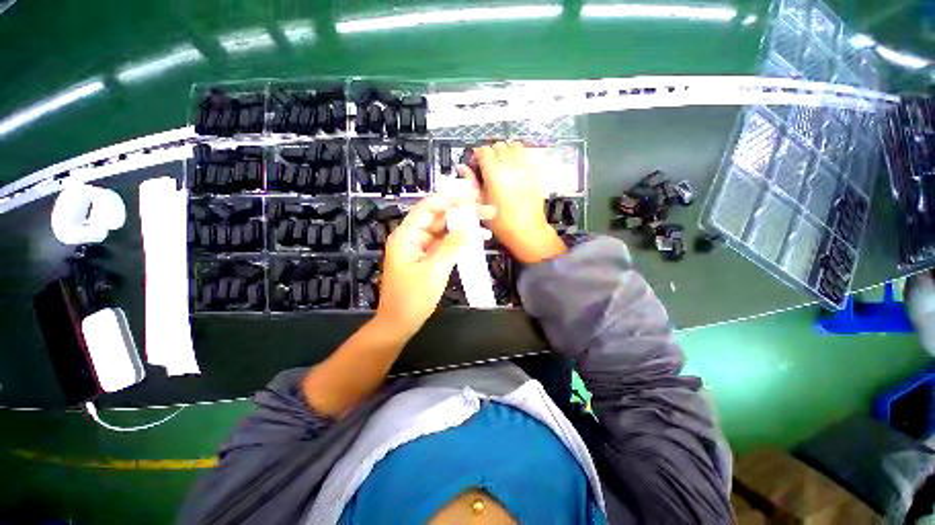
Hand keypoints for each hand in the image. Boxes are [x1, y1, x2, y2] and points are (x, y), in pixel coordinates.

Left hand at [376, 194, 495, 336]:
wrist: (399, 323)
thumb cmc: (412, 298)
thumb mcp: (434, 271)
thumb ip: (452, 247)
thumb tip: (470, 228)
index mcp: (406, 236)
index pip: (428, 207)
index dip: (450, 199)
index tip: (472, 197)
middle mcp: (412, 238)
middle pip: (438, 218)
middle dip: (462, 213)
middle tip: (486, 211)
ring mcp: (420, 249)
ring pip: (443, 231)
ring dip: (463, 228)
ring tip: (486, 224)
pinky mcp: (427, 259)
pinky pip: (444, 245)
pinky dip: (458, 242)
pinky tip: (476, 241)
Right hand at [459, 141, 565, 263]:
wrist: (526, 231)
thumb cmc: (501, 222)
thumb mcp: (481, 203)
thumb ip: (471, 182)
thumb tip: (462, 168)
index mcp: (495, 174)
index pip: (484, 151)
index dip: (477, 155)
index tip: (475, 164)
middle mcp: (511, 166)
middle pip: (499, 145)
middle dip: (491, 153)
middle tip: (487, 166)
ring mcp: (526, 168)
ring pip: (514, 145)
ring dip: (506, 150)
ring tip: (501, 164)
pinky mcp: (535, 172)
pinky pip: (526, 154)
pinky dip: (518, 155)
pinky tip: (514, 168)